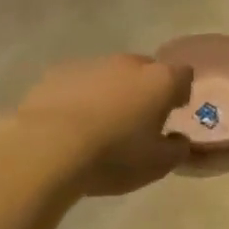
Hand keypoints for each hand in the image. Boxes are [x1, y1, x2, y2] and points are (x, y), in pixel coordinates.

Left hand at [10, 54, 192, 196]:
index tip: (173, 111)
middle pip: (146, 70)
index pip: (183, 75)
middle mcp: (129, 64)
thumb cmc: (113, 156)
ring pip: (110, 75)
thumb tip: (179, 139)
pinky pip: (78, 82)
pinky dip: (80, 97)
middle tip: (137, 121)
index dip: (180, 92)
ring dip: (111, 93)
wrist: (45, 148)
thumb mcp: (157, 165)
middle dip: (145, 90)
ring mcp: (91, 64)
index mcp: (160, 81)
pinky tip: (69, 124)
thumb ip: (177, 150)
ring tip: (99, 125)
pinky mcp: (57, 73)